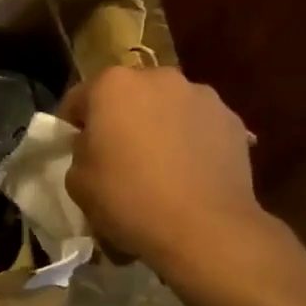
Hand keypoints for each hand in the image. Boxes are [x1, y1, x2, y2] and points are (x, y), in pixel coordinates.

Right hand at [60, 66, 270, 276]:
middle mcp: (158, 77)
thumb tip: (95, 146)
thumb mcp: (77, 182)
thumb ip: (80, 152)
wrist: (205, 228)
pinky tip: (189, 174)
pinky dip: (190, 141)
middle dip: (120, 120)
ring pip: (167, 107)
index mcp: (113, 85)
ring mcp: (201, 95)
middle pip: (128, 96)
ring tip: (160, 167)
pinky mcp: (232, 120)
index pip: (79, 99)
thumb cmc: (129, 199)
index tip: (73, 151)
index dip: (72, 125)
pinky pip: (198, 126)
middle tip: (117, 157)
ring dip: (158, 127)